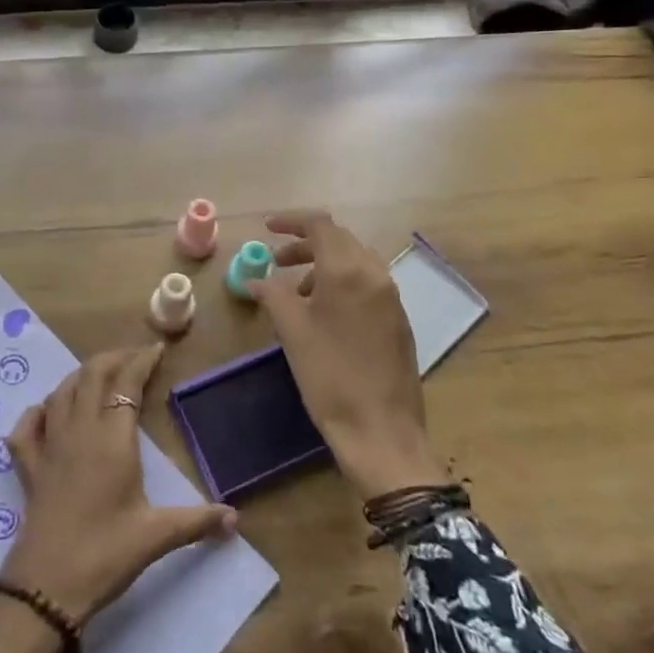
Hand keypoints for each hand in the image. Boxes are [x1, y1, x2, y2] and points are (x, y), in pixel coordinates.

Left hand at [0, 342, 236, 652]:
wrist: (45, 589)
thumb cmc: (105, 555)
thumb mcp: (156, 537)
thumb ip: (197, 521)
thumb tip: (236, 519)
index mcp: (111, 440)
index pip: (126, 384)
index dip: (141, 361)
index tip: (158, 348)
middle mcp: (79, 431)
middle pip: (91, 375)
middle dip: (114, 358)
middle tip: (135, 357)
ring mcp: (49, 446)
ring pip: (62, 392)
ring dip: (82, 376)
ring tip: (101, 375)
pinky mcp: (28, 467)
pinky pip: (27, 426)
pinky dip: (39, 411)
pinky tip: (47, 411)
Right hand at [249, 210, 450, 499]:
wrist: (381, 431)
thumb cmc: (330, 376)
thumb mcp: (292, 332)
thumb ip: (272, 295)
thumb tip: (255, 280)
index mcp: (348, 270)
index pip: (320, 225)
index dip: (291, 221)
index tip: (267, 229)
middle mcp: (375, 274)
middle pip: (339, 240)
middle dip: (305, 244)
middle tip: (276, 262)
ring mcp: (391, 297)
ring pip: (354, 261)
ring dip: (323, 265)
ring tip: (297, 292)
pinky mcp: (398, 319)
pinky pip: (367, 283)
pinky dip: (341, 283)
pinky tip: (324, 313)